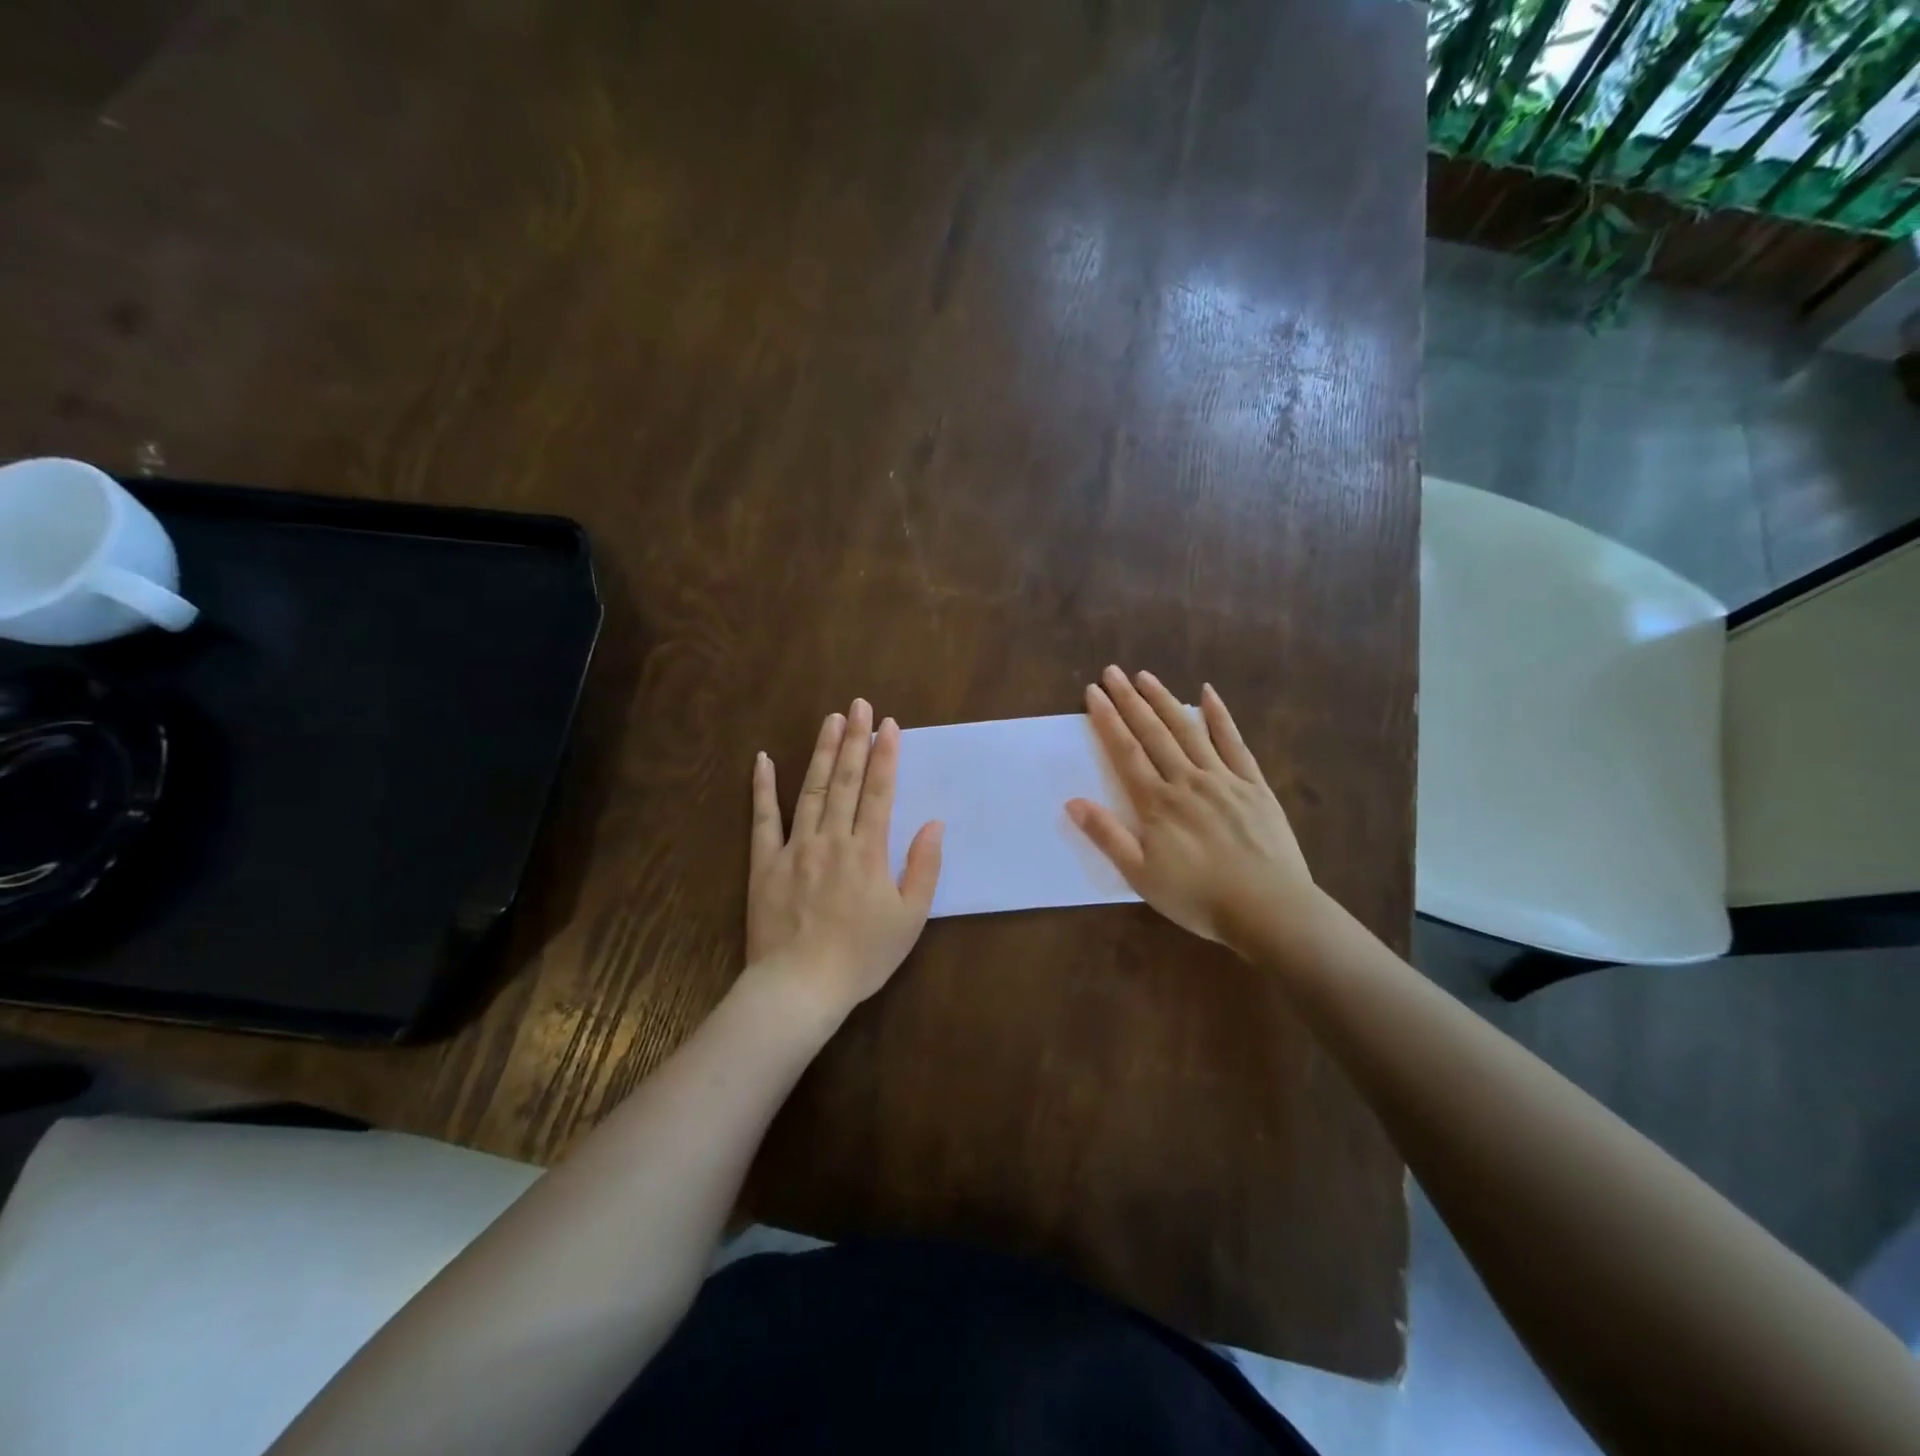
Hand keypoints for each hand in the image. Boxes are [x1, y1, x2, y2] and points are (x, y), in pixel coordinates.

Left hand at [747, 699, 943, 1018]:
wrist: (800, 988)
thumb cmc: (862, 957)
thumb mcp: (909, 918)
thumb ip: (924, 867)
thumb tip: (935, 823)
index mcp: (868, 851)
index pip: (879, 792)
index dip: (886, 756)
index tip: (889, 725)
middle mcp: (832, 839)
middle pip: (845, 781)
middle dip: (854, 740)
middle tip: (858, 704)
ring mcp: (795, 848)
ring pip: (810, 790)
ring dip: (821, 752)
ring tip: (829, 720)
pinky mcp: (765, 863)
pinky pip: (763, 819)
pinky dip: (762, 788)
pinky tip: (762, 760)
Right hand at [1066, 666, 1318, 955]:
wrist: (1268, 910)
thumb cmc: (1198, 897)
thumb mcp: (1141, 876)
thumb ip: (1107, 836)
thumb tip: (1073, 802)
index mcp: (1158, 803)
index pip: (1126, 752)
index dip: (1108, 720)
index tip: (1093, 693)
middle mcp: (1187, 780)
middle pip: (1153, 733)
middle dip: (1130, 700)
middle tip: (1113, 672)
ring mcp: (1224, 779)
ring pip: (1189, 731)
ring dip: (1165, 701)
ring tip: (1146, 676)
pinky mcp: (1254, 785)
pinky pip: (1234, 743)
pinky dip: (1220, 717)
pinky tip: (1208, 694)